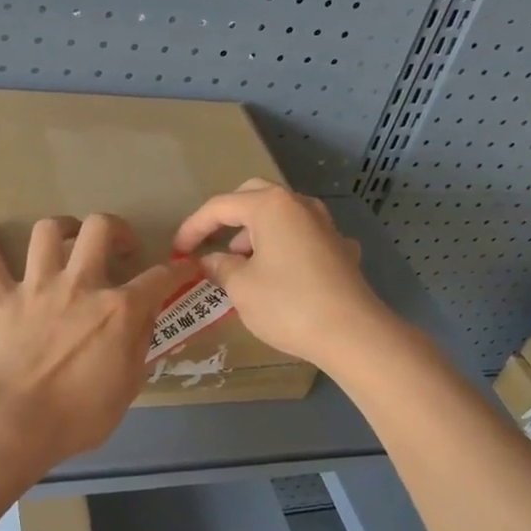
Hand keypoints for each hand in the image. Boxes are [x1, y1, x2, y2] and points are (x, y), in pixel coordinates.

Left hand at [0, 214, 196, 463]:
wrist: (9, 424)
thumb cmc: (75, 418)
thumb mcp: (126, 389)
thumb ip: (139, 346)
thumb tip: (146, 318)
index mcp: (118, 310)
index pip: (159, 279)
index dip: (178, 270)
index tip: (185, 267)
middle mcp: (79, 285)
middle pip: (99, 229)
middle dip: (115, 229)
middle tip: (118, 246)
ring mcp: (35, 287)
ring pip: (47, 232)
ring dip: (61, 228)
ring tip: (65, 237)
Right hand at [172, 180, 388, 371]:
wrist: (352, 333)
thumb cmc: (288, 305)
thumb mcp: (241, 288)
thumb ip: (221, 268)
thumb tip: (211, 261)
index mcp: (271, 206)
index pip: (220, 206)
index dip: (194, 227)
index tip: (178, 250)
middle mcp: (300, 206)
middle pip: (254, 198)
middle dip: (228, 218)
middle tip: (211, 243)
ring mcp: (326, 226)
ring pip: (282, 216)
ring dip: (257, 233)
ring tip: (242, 265)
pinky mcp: (341, 250)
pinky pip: (303, 238)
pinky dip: (284, 248)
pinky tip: (281, 274)